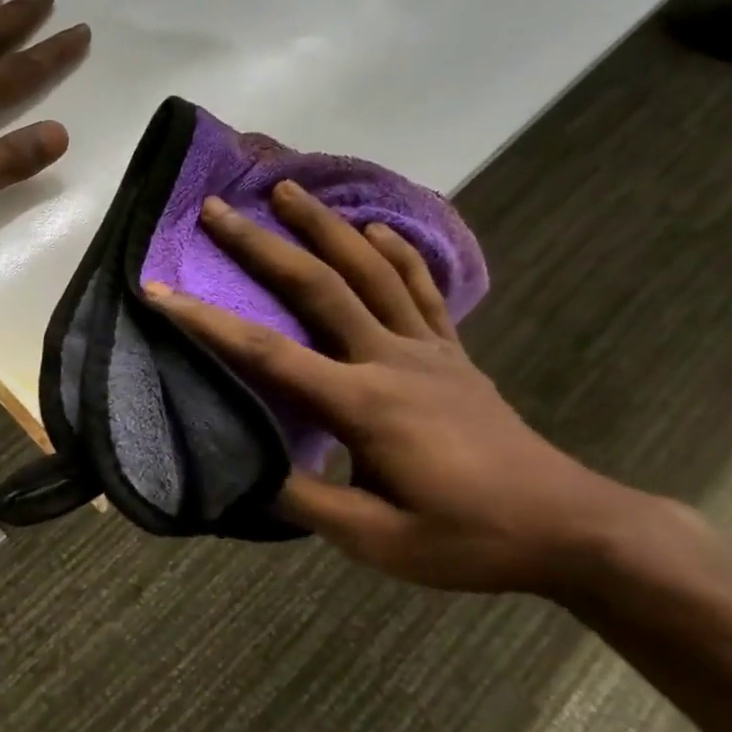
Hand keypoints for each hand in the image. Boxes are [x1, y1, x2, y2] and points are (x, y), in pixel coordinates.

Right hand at [144, 182, 645, 593]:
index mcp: (363, 405)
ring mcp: (427, 351)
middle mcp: (391, 360)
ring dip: (325, 226)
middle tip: (220, 209)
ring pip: (370, 271)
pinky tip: (375, 228)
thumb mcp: (376, 541)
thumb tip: (247, 470)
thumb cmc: (467, 538)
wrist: (570, 528)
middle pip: (318, 287)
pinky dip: (395, 253)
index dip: (207, 322)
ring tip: (288, 190)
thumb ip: (304, 503)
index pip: (269, 354)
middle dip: (262, 245)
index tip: (161, 291)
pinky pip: (421, 290)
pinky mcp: (453, 354)